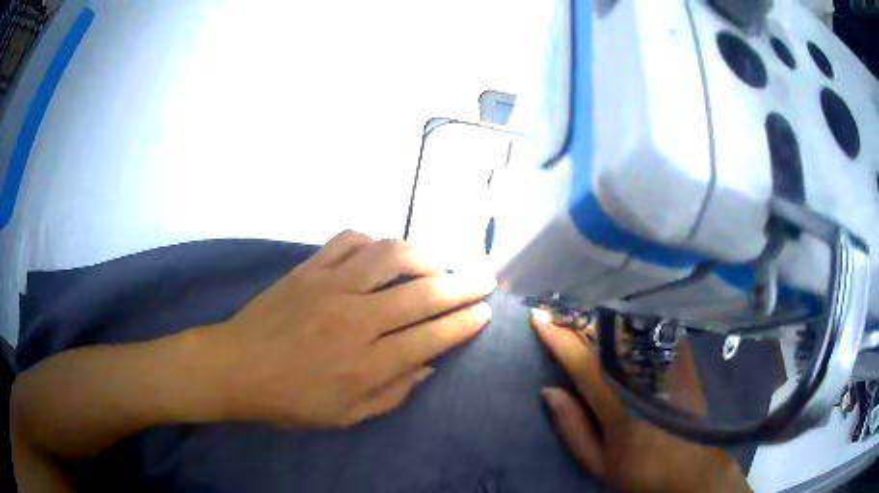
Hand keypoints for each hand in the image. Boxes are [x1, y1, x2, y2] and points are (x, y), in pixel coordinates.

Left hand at [210, 230, 494, 427]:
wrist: (236, 367)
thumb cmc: (290, 401)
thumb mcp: (347, 416)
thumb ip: (394, 392)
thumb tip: (429, 364)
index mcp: (366, 364)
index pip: (431, 337)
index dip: (464, 322)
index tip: (486, 311)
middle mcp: (355, 319)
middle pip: (422, 293)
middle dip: (463, 285)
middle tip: (484, 279)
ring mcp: (330, 286)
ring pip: (390, 255)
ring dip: (424, 256)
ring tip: (438, 264)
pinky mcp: (308, 269)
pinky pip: (349, 240)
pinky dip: (374, 241)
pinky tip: (383, 253)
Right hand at [532, 309, 750, 492]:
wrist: (692, 469)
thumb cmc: (640, 472)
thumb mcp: (598, 464)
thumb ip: (573, 428)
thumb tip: (549, 390)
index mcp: (619, 406)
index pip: (582, 362)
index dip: (558, 337)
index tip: (540, 316)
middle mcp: (644, 377)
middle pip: (608, 336)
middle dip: (580, 318)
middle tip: (560, 306)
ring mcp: (668, 365)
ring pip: (631, 327)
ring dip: (604, 315)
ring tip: (585, 306)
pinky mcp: (683, 361)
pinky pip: (656, 329)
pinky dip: (634, 319)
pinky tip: (623, 312)